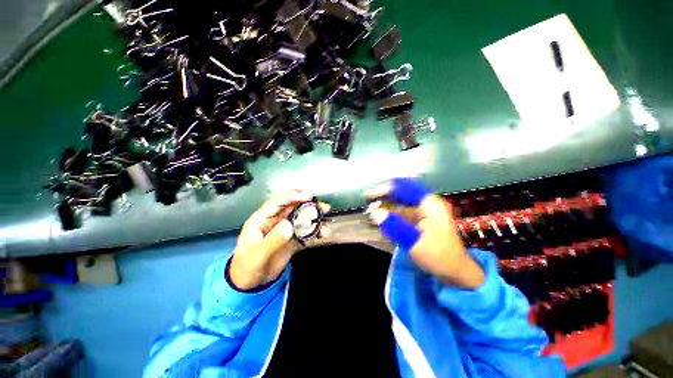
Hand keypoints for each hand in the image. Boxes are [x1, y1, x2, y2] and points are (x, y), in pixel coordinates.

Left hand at [230, 190, 330, 289]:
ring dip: (315, 219)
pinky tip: (323, 235)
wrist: (250, 284)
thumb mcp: (258, 255)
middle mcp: (275, 220)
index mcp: (262, 219)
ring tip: (326, 224)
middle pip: (294, 207)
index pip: (278, 202)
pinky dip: (315, 231)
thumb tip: (289, 224)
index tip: (308, 196)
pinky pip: (305, 231)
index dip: (293, 196)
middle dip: (309, 205)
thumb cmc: (247, 267)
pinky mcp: (292, 239)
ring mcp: (285, 229)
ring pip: (302, 218)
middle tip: (324, 208)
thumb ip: (273, 240)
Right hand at [366, 178, 483, 288]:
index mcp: (429, 204)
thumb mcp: (415, 242)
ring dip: (386, 206)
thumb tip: (375, 213)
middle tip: (368, 200)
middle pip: (401, 193)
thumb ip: (394, 226)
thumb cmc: (440, 258)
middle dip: (384, 196)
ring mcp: (423, 211)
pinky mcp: (420, 220)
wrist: (456, 272)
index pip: (405, 188)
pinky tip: (383, 220)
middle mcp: (426, 204)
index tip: (371, 194)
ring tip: (371, 210)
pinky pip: (402, 213)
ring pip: (400, 203)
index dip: (387, 188)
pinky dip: (391, 215)